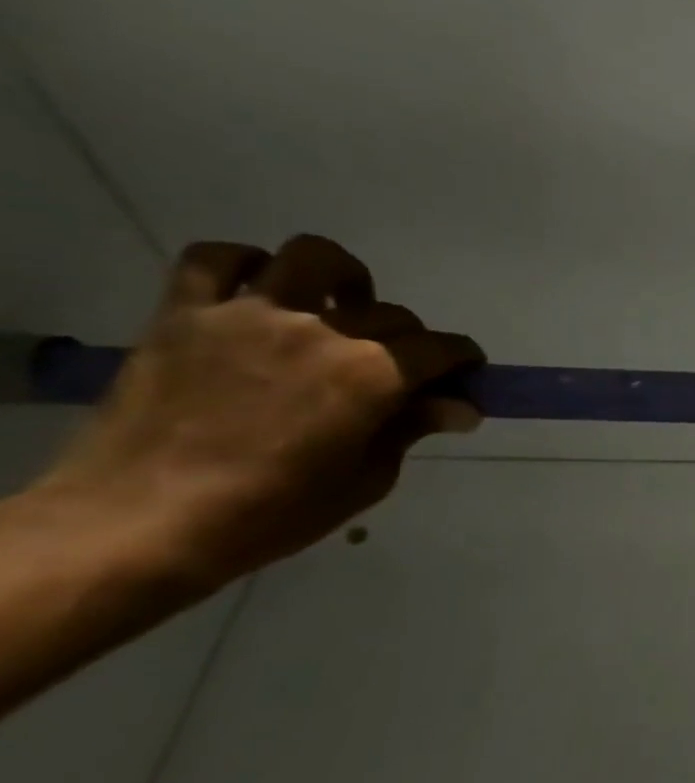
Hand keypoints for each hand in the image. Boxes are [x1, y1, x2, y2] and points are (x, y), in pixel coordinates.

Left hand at [32, 236, 483, 591]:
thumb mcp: (365, 480)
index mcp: (371, 375)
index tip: (466, 378)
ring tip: (339, 308)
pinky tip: (260, 294)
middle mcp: (319, 331)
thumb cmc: (270, 513)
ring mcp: (247, 315)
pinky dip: (245, 266)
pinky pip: (214, 259)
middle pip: (391, 312)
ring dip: (340, 279)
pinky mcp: (184, 314)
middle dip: (412, 340)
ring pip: (310, 258)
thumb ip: (412, 429)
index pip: (442, 349)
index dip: (464, 362)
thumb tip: (459, 407)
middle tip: (402, 370)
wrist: (139, 524)